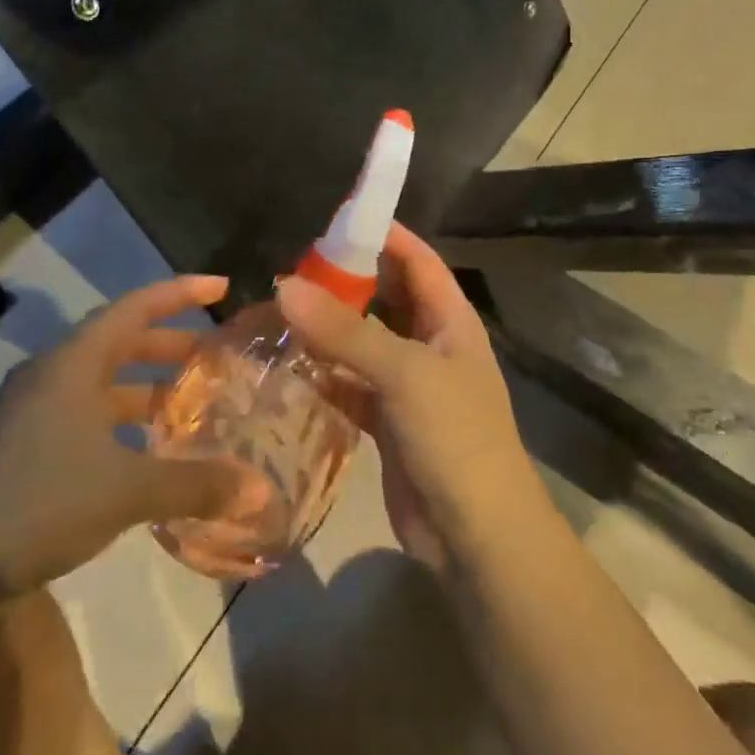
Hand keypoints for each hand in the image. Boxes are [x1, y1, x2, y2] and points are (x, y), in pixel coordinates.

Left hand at [0, 276, 269, 594]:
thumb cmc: (40, 503)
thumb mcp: (127, 490)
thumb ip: (197, 485)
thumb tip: (259, 491)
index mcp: (72, 364)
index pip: (134, 307)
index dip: (180, 293)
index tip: (221, 287)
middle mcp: (50, 376)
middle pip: (120, 342)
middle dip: (170, 345)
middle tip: (215, 356)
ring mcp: (31, 412)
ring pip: (102, 384)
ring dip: (146, 388)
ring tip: (190, 405)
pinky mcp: (22, 447)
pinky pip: (85, 416)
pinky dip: (122, 423)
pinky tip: (146, 453)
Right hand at [277, 224, 544, 572]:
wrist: (476, 535)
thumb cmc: (455, 438)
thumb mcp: (404, 374)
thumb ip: (345, 330)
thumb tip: (284, 285)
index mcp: (451, 321)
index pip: (417, 260)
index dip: (382, 235)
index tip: (333, 219)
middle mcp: (431, 345)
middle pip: (385, 298)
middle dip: (345, 281)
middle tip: (290, 267)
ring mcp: (409, 386)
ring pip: (363, 342)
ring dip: (328, 329)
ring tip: (278, 309)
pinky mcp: (388, 422)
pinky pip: (350, 384)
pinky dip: (323, 374)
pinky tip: (288, 364)